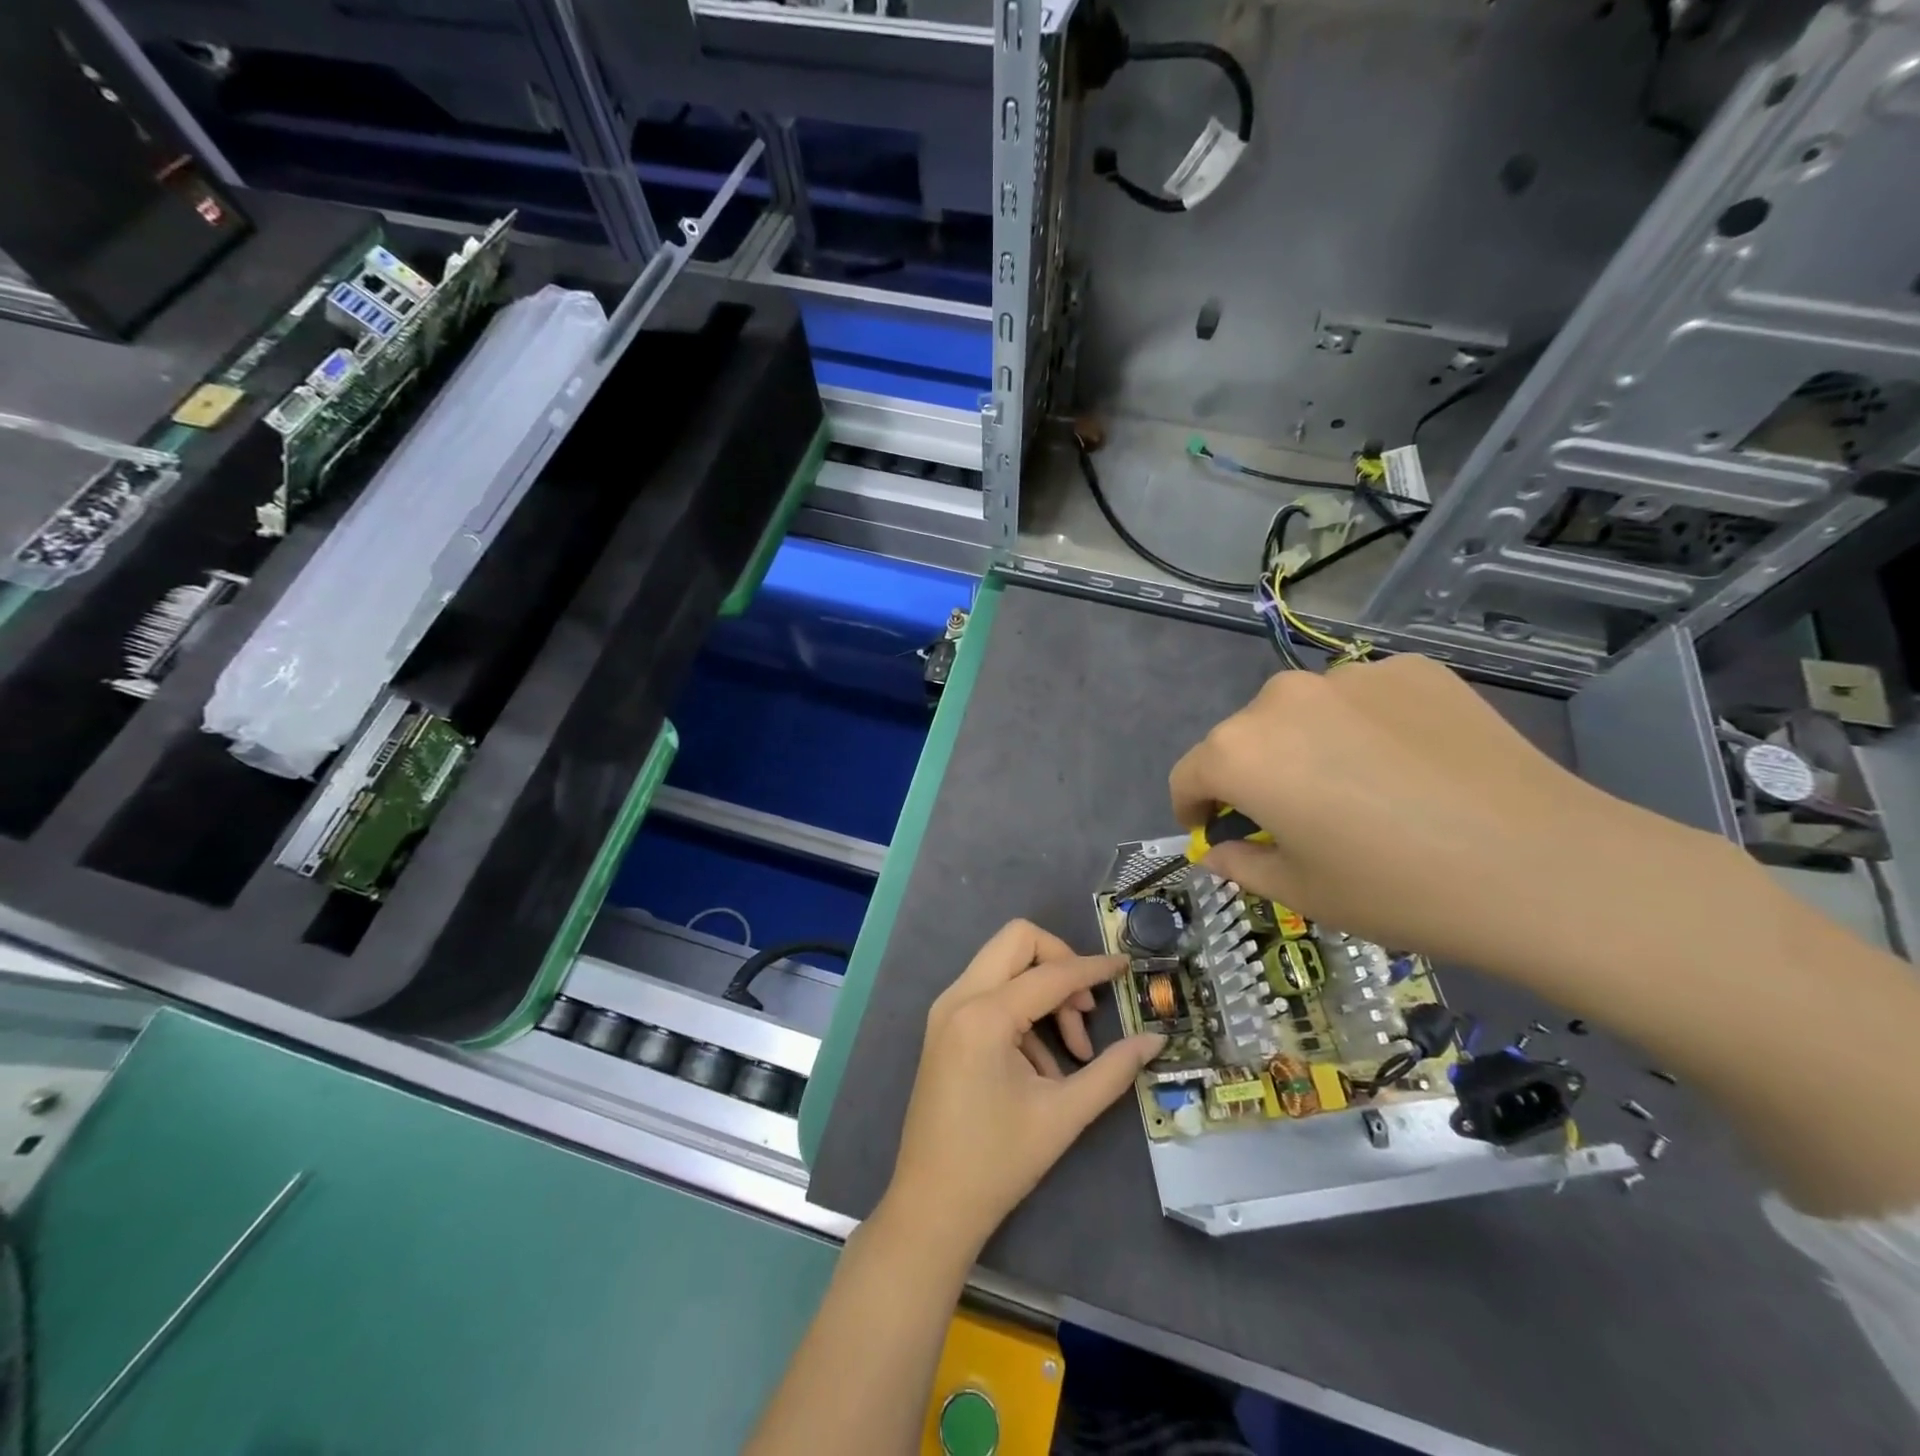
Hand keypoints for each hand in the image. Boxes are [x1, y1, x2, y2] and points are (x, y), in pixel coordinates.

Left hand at [881, 920, 1164, 1259]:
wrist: (931, 1205)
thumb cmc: (998, 1162)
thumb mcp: (1064, 1115)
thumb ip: (1112, 1070)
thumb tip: (1154, 1040)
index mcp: (984, 1015)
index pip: (1050, 973)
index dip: (1093, 968)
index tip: (1126, 967)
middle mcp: (959, 997)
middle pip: (1017, 940)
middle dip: (1060, 963)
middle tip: (1086, 1008)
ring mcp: (946, 1009)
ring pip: (1003, 963)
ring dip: (1042, 991)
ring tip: (1071, 1053)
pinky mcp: (944, 1025)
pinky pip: (990, 991)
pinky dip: (1022, 1010)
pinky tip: (1042, 1066)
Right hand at [1168, 653, 1723, 989]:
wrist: (1541, 867)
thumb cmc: (1398, 890)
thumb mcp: (1302, 893)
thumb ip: (1242, 865)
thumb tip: (1222, 850)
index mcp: (1240, 753)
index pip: (1190, 774)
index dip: (1194, 807)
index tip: (1215, 831)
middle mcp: (1282, 699)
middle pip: (1245, 737)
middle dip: (1254, 775)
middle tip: (1295, 818)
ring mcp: (1352, 676)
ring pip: (1304, 713)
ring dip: (1309, 745)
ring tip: (1360, 790)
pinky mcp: (1413, 669)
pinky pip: (1364, 698)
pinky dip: (1366, 726)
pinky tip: (1409, 766)